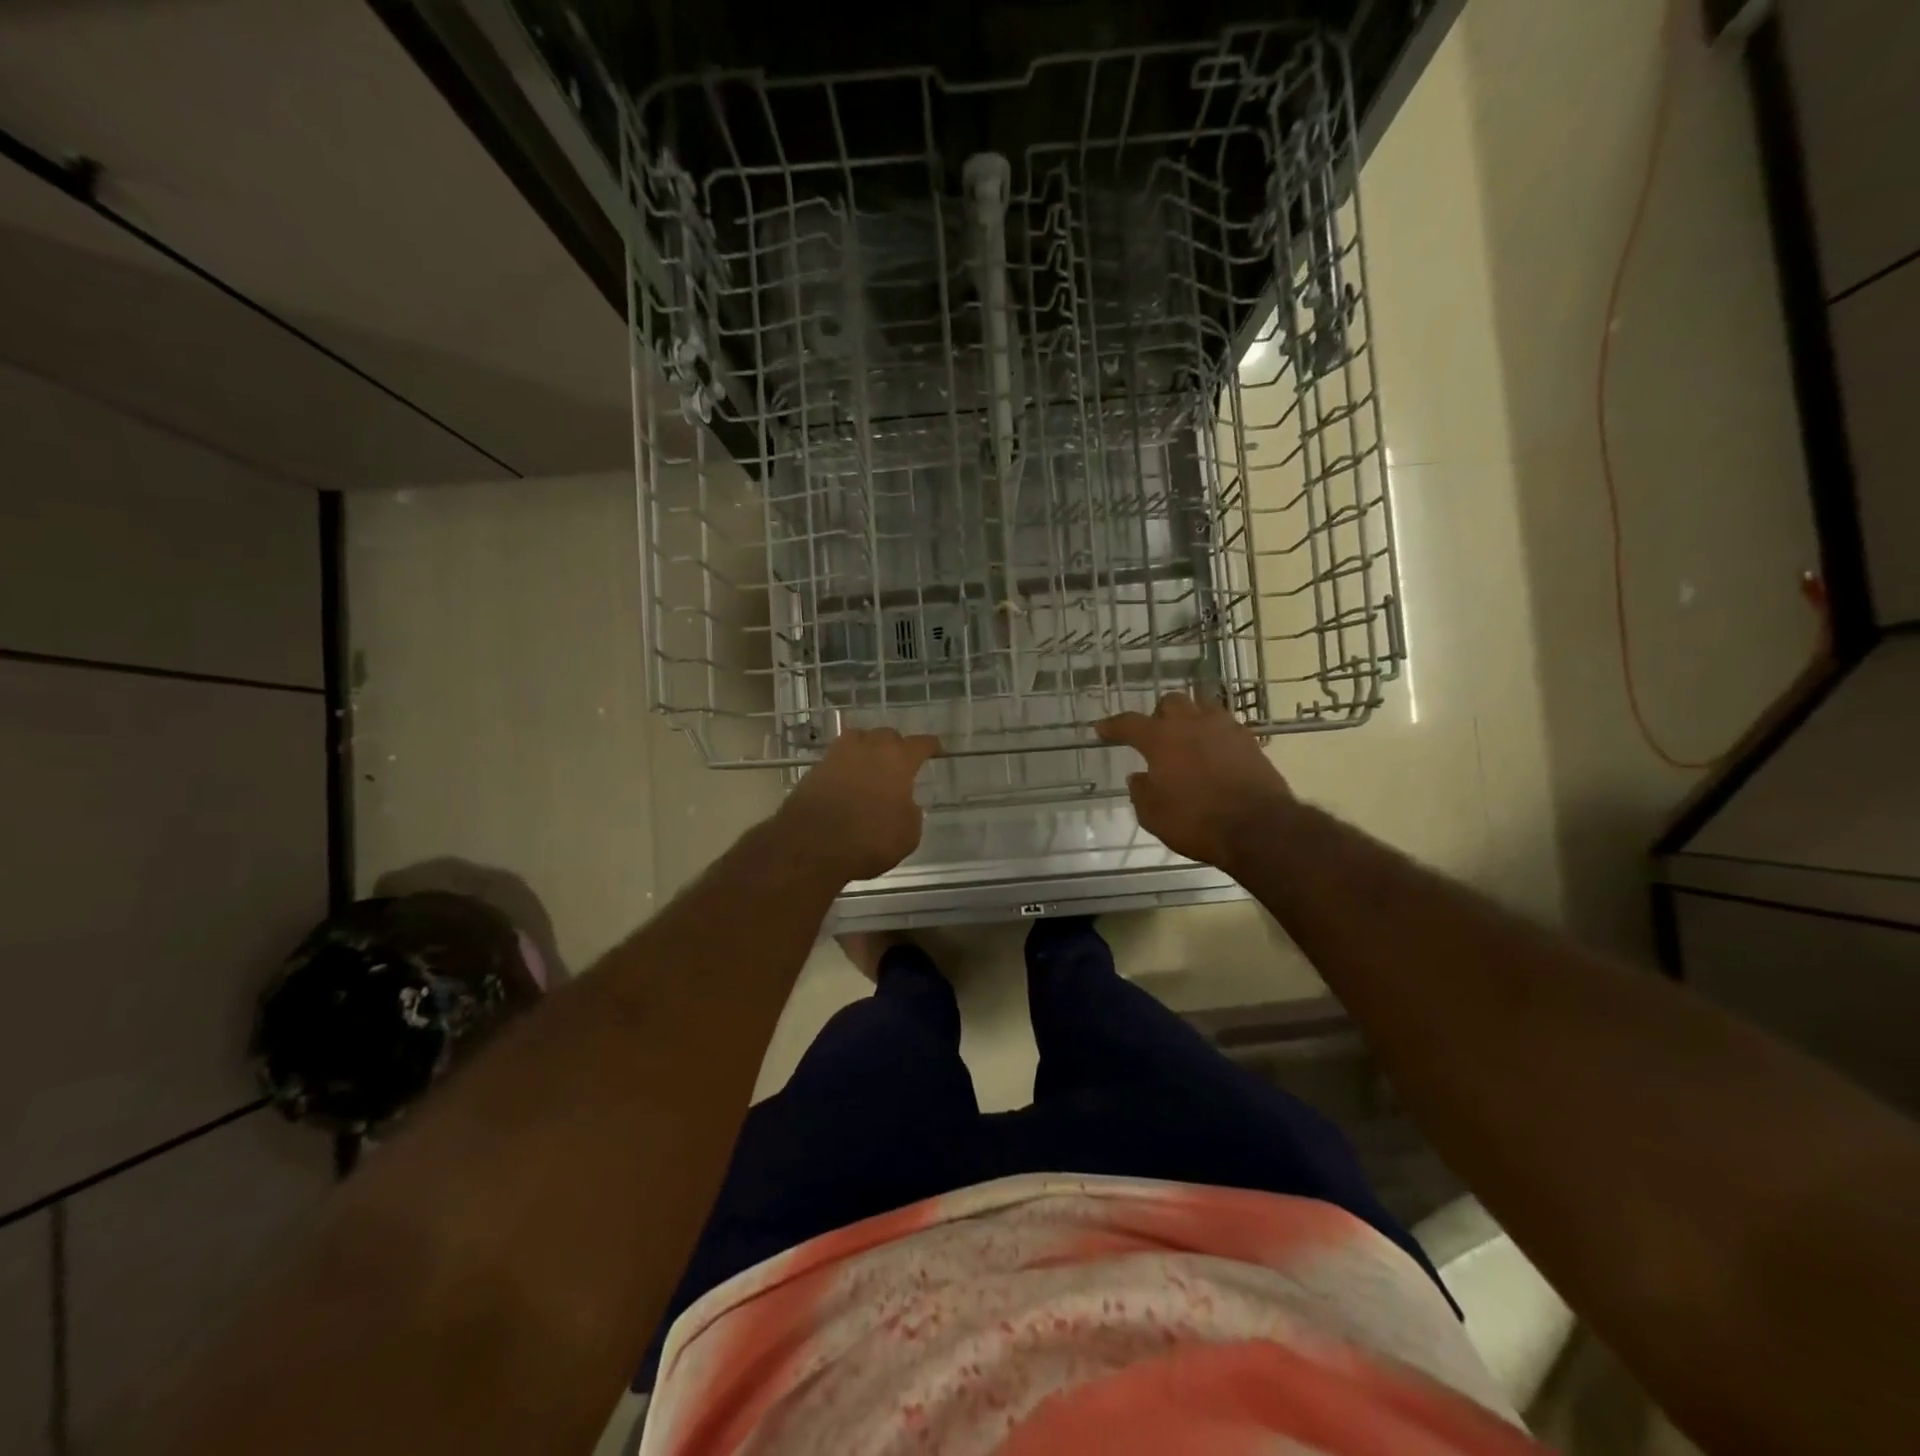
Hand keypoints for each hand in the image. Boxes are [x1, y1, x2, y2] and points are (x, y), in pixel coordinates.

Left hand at [778, 727, 941, 880]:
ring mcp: (838, 755)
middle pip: (887, 736)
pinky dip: (846, 766)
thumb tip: (904, 804)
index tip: (936, 750)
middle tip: (900, 763)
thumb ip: (911, 812)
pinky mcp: (815, 768)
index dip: (930, 746)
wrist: (811, 845)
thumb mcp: (908, 835)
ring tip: (871, 765)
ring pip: (858, 739)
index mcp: (898, 760)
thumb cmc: (869, 840)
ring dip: (868, 749)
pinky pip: (837, 758)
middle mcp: (869, 748)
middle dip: (896, 746)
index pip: (920, 743)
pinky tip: (848, 782)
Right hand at [1097, 694, 1292, 870]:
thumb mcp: (1154, 816)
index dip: (1113, 725)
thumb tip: (1140, 776)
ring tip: (1189, 737)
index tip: (1102, 729)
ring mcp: (1224, 728)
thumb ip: (1141, 792)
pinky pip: (1226, 725)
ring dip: (1191, 717)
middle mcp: (1191, 724)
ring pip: (1203, 706)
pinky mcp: (1250, 741)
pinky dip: (1215, 734)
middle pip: (1171, 702)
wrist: (1259, 827)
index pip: (1129, 724)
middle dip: (1159, 714)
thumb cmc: (1196, 822)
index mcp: (1161, 739)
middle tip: (1157, 734)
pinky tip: (1215, 752)